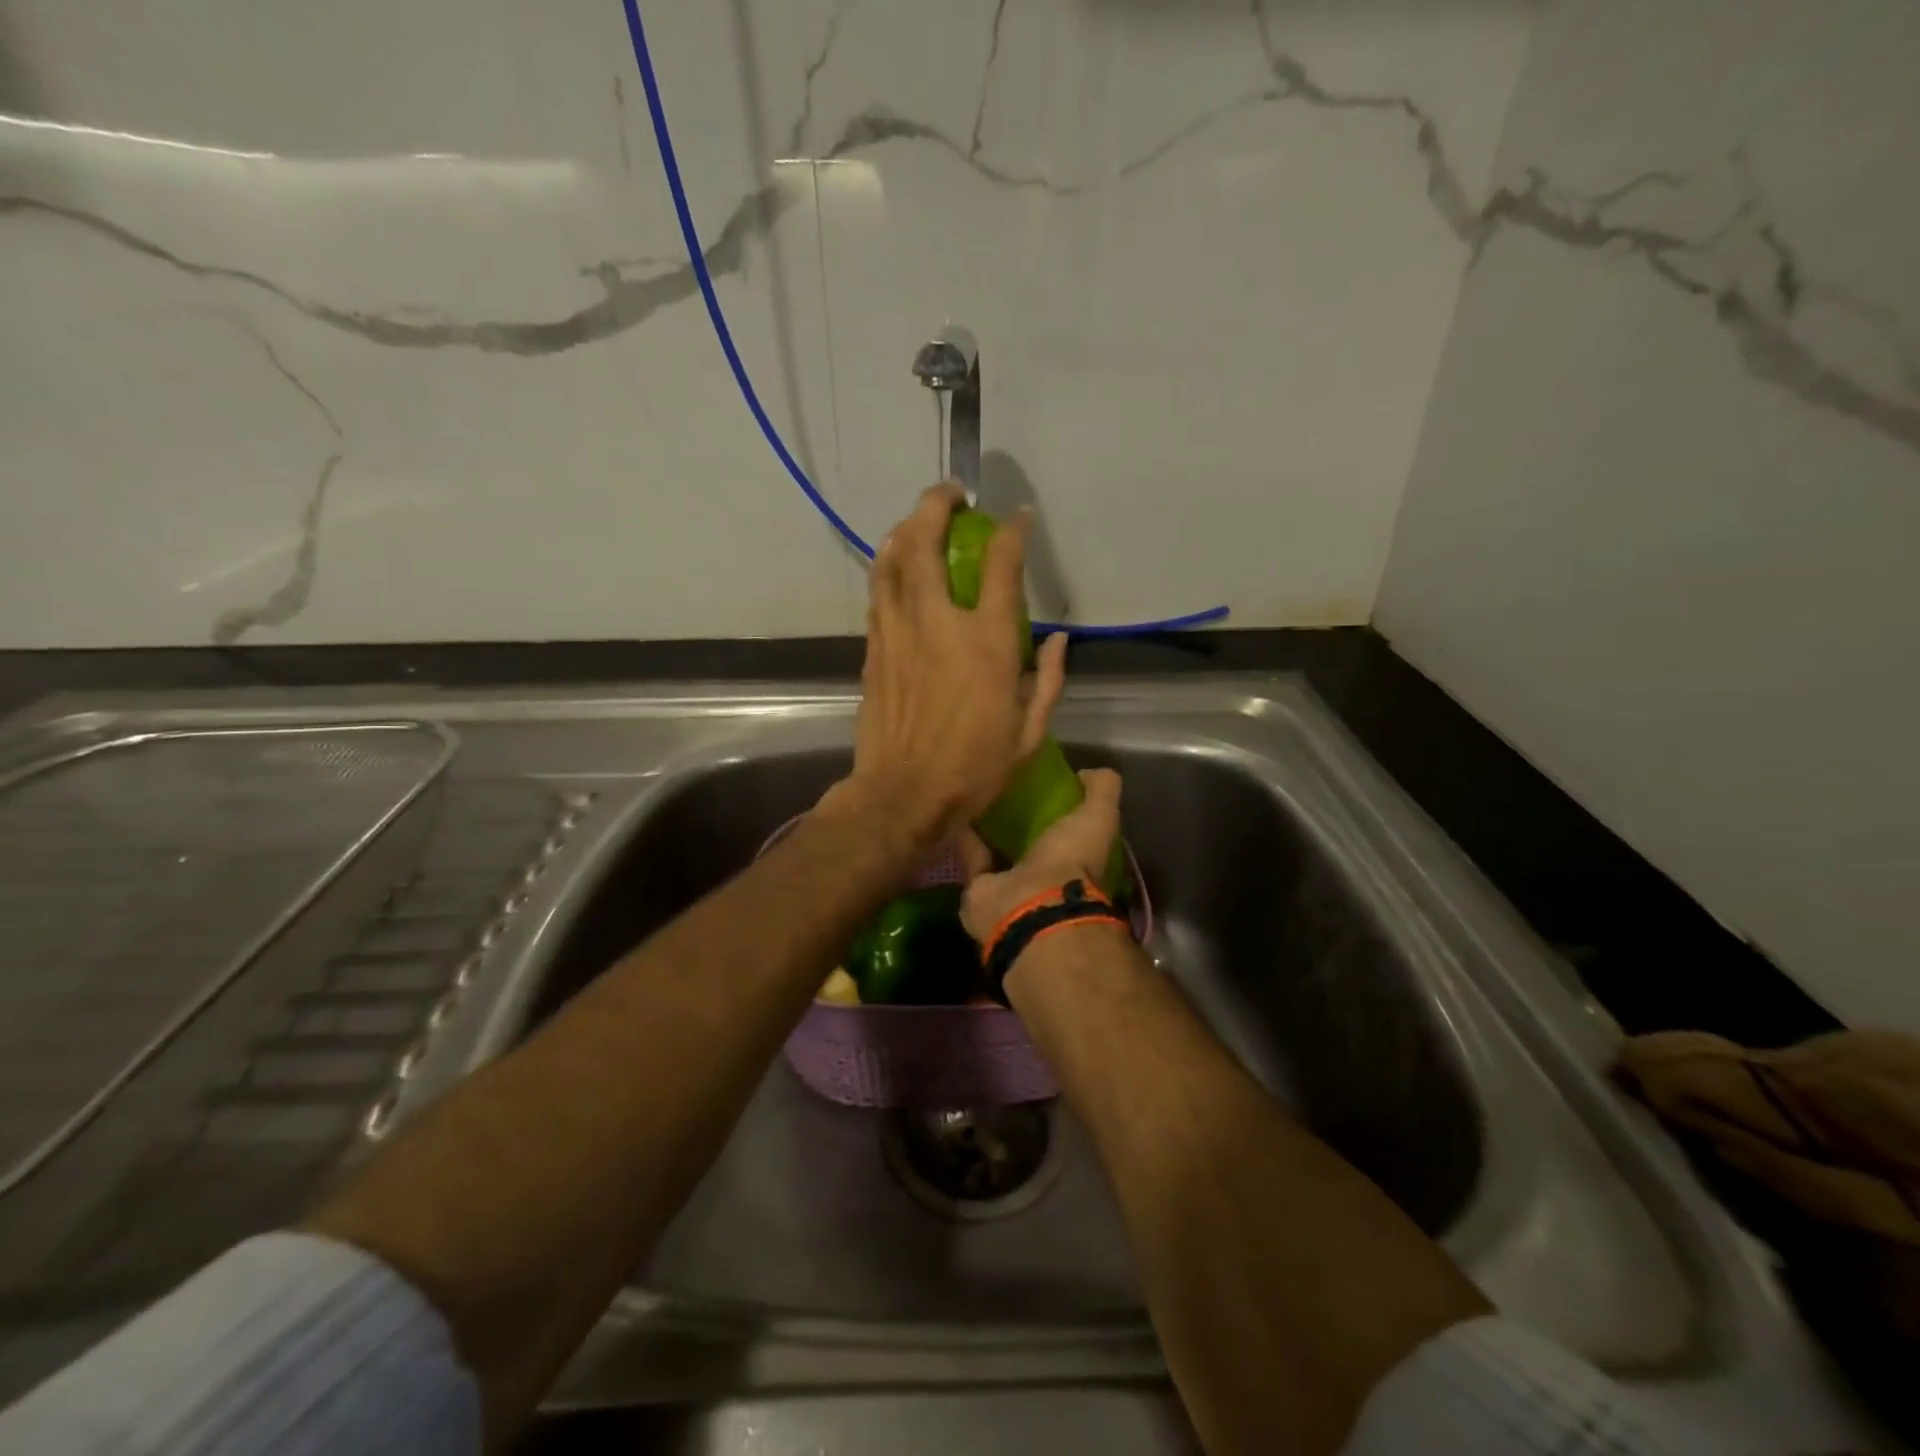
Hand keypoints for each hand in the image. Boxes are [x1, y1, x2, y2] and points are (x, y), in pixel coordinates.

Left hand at [834, 482, 1067, 849]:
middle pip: (925, 542)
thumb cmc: (974, 769)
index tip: (1019, 518)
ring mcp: (898, 634)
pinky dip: (888, 570)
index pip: (1000, 565)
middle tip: (951, 495)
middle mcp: (937, 624)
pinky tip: (895, 569)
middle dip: (936, 505)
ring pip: (890, 561)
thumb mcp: (1030, 731)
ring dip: (904, 530)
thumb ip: (1049, 680)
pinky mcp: (874, 651)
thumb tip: (1060, 641)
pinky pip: (878, 595)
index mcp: (985, 642)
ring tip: (917, 521)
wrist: (904, 796)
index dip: (1012, 532)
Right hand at [961, 768, 1121, 939]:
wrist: (1031, 903)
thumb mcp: (1098, 816)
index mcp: (1078, 856)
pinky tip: (957, 808)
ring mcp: (1013, 883)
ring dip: (990, 826)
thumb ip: (1102, 791)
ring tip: (977, 790)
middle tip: (1005, 779)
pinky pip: (973, 857)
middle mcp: (1047, 873)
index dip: (1061, 804)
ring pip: (1001, 849)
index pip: (1071, 826)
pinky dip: (965, 837)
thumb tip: (1088, 772)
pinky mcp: (981, 888)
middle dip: (1021, 814)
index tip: (1043, 777)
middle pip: (1033, 838)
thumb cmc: (1070, 858)